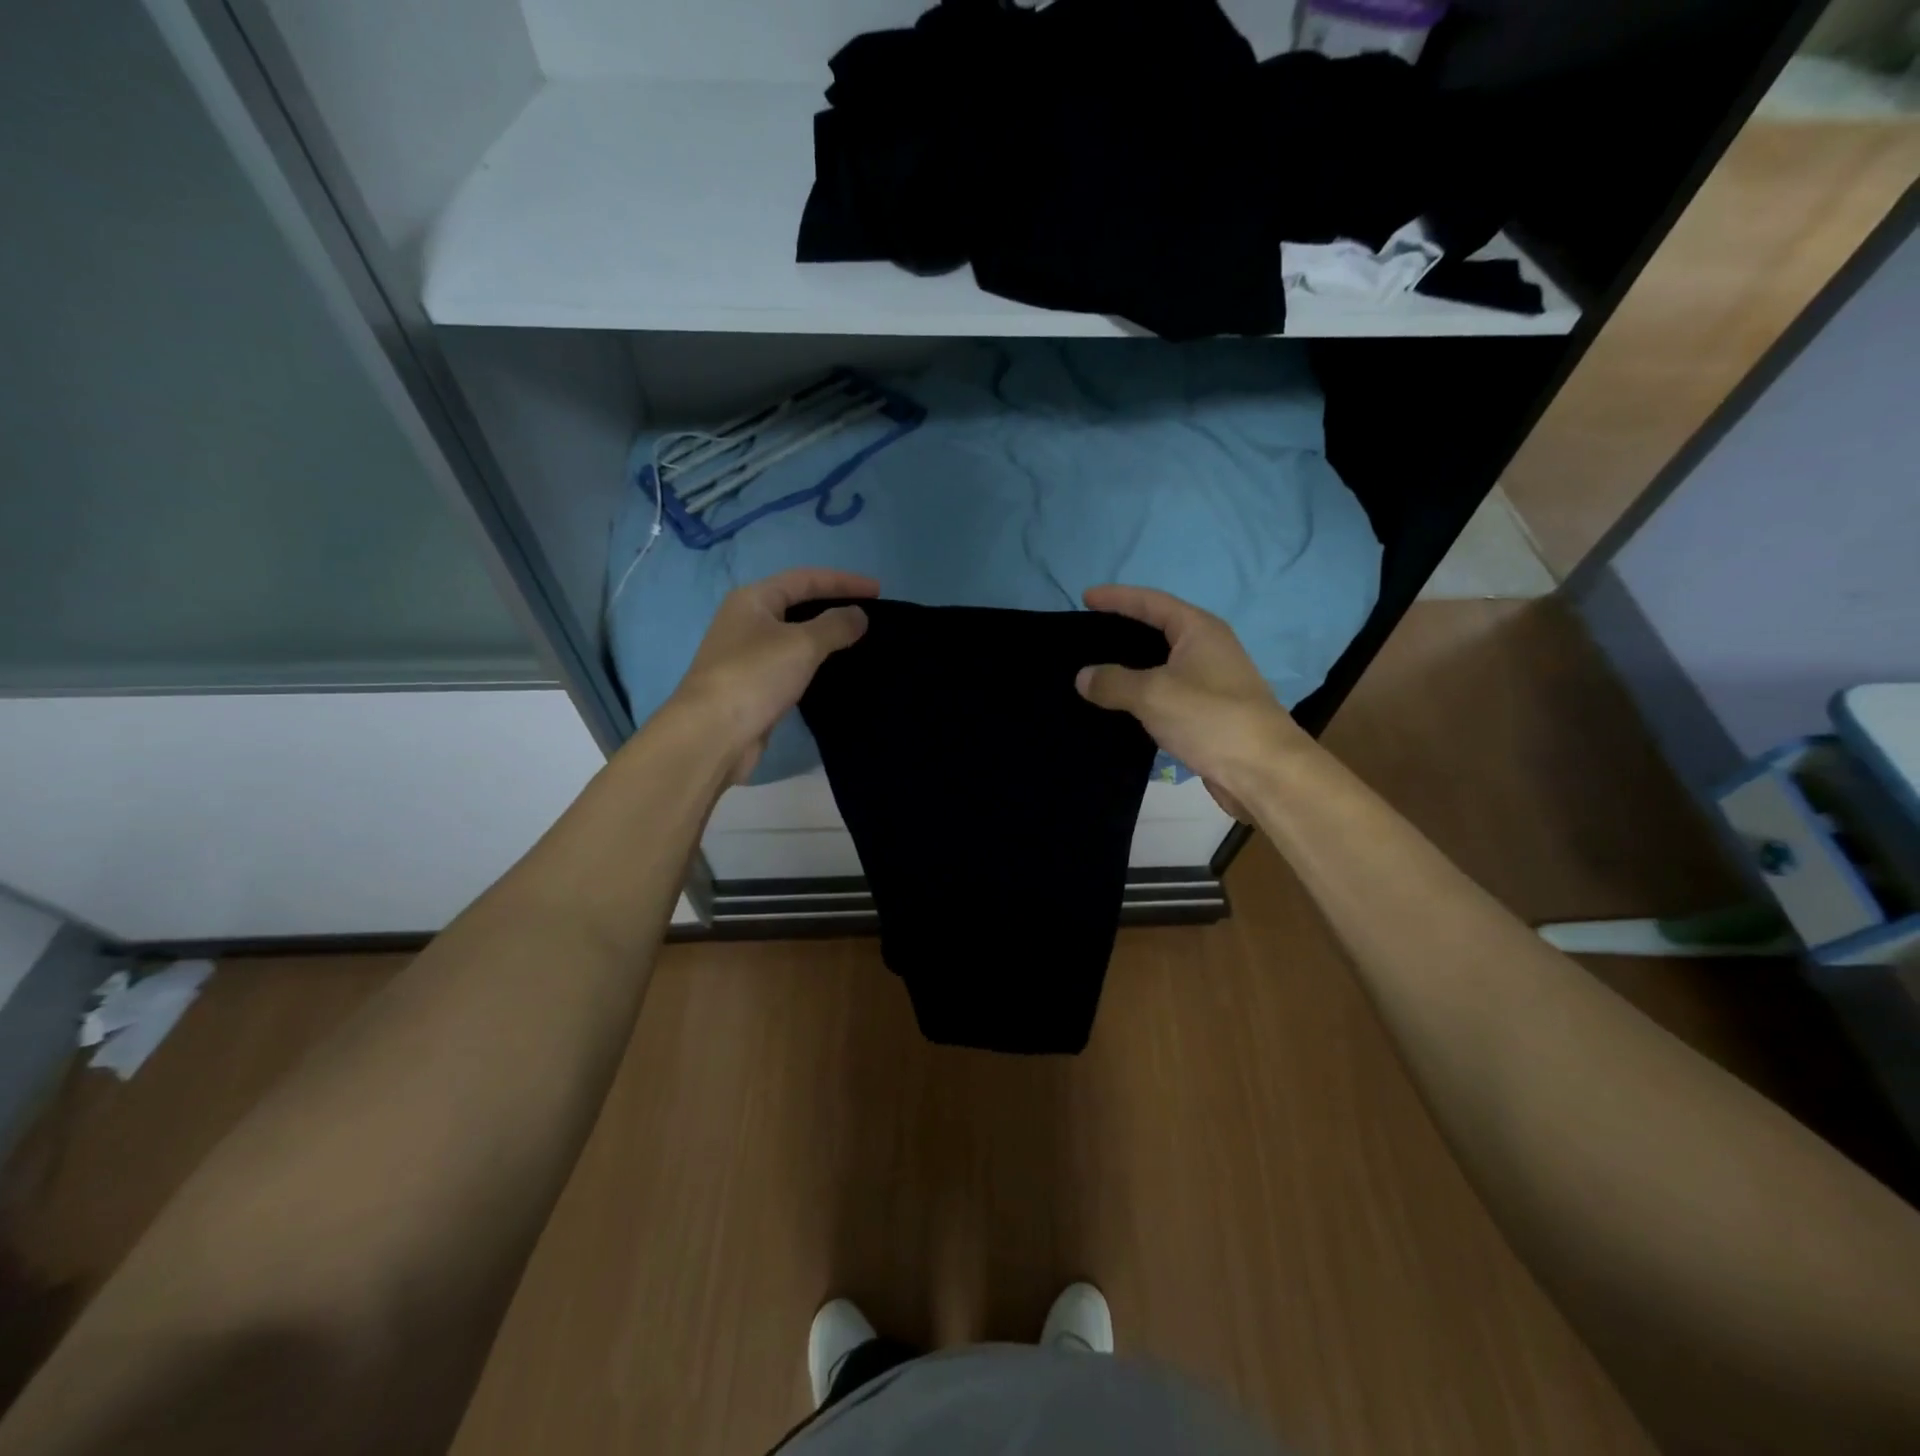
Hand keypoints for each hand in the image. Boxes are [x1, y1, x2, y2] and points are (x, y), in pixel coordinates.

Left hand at [668, 568, 878, 782]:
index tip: (879, 591)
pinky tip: (833, 671)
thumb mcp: (802, 644)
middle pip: (797, 604)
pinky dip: (814, 662)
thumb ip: (835, 625)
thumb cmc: (755, 677)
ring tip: (858, 641)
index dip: (843, 581)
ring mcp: (747, 655)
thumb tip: (859, 615)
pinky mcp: (752, 686)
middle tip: (870, 615)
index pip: (805, 579)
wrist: (712, 734)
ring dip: (825, 636)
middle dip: (833, 606)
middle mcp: (746, 621)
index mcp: (753, 600)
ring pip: (794, 636)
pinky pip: (790, 664)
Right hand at [1076, 585, 1311, 821]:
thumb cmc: (1210, 718)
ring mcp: (1210, 682)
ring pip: (1161, 665)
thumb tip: (1083, 677)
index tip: (1085, 597)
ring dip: (1130, 667)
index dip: (1117, 597)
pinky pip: (1165, 694)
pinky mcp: (1207, 713)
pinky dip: (1140, 695)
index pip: (1151, 602)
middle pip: (1158, 629)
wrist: (1264, 771)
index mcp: (1199, 630)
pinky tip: (1118, 707)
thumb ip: (1113, 682)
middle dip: (1123, 629)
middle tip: (1086, 634)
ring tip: (1095, 671)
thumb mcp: (1153, 694)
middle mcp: (1207, 649)